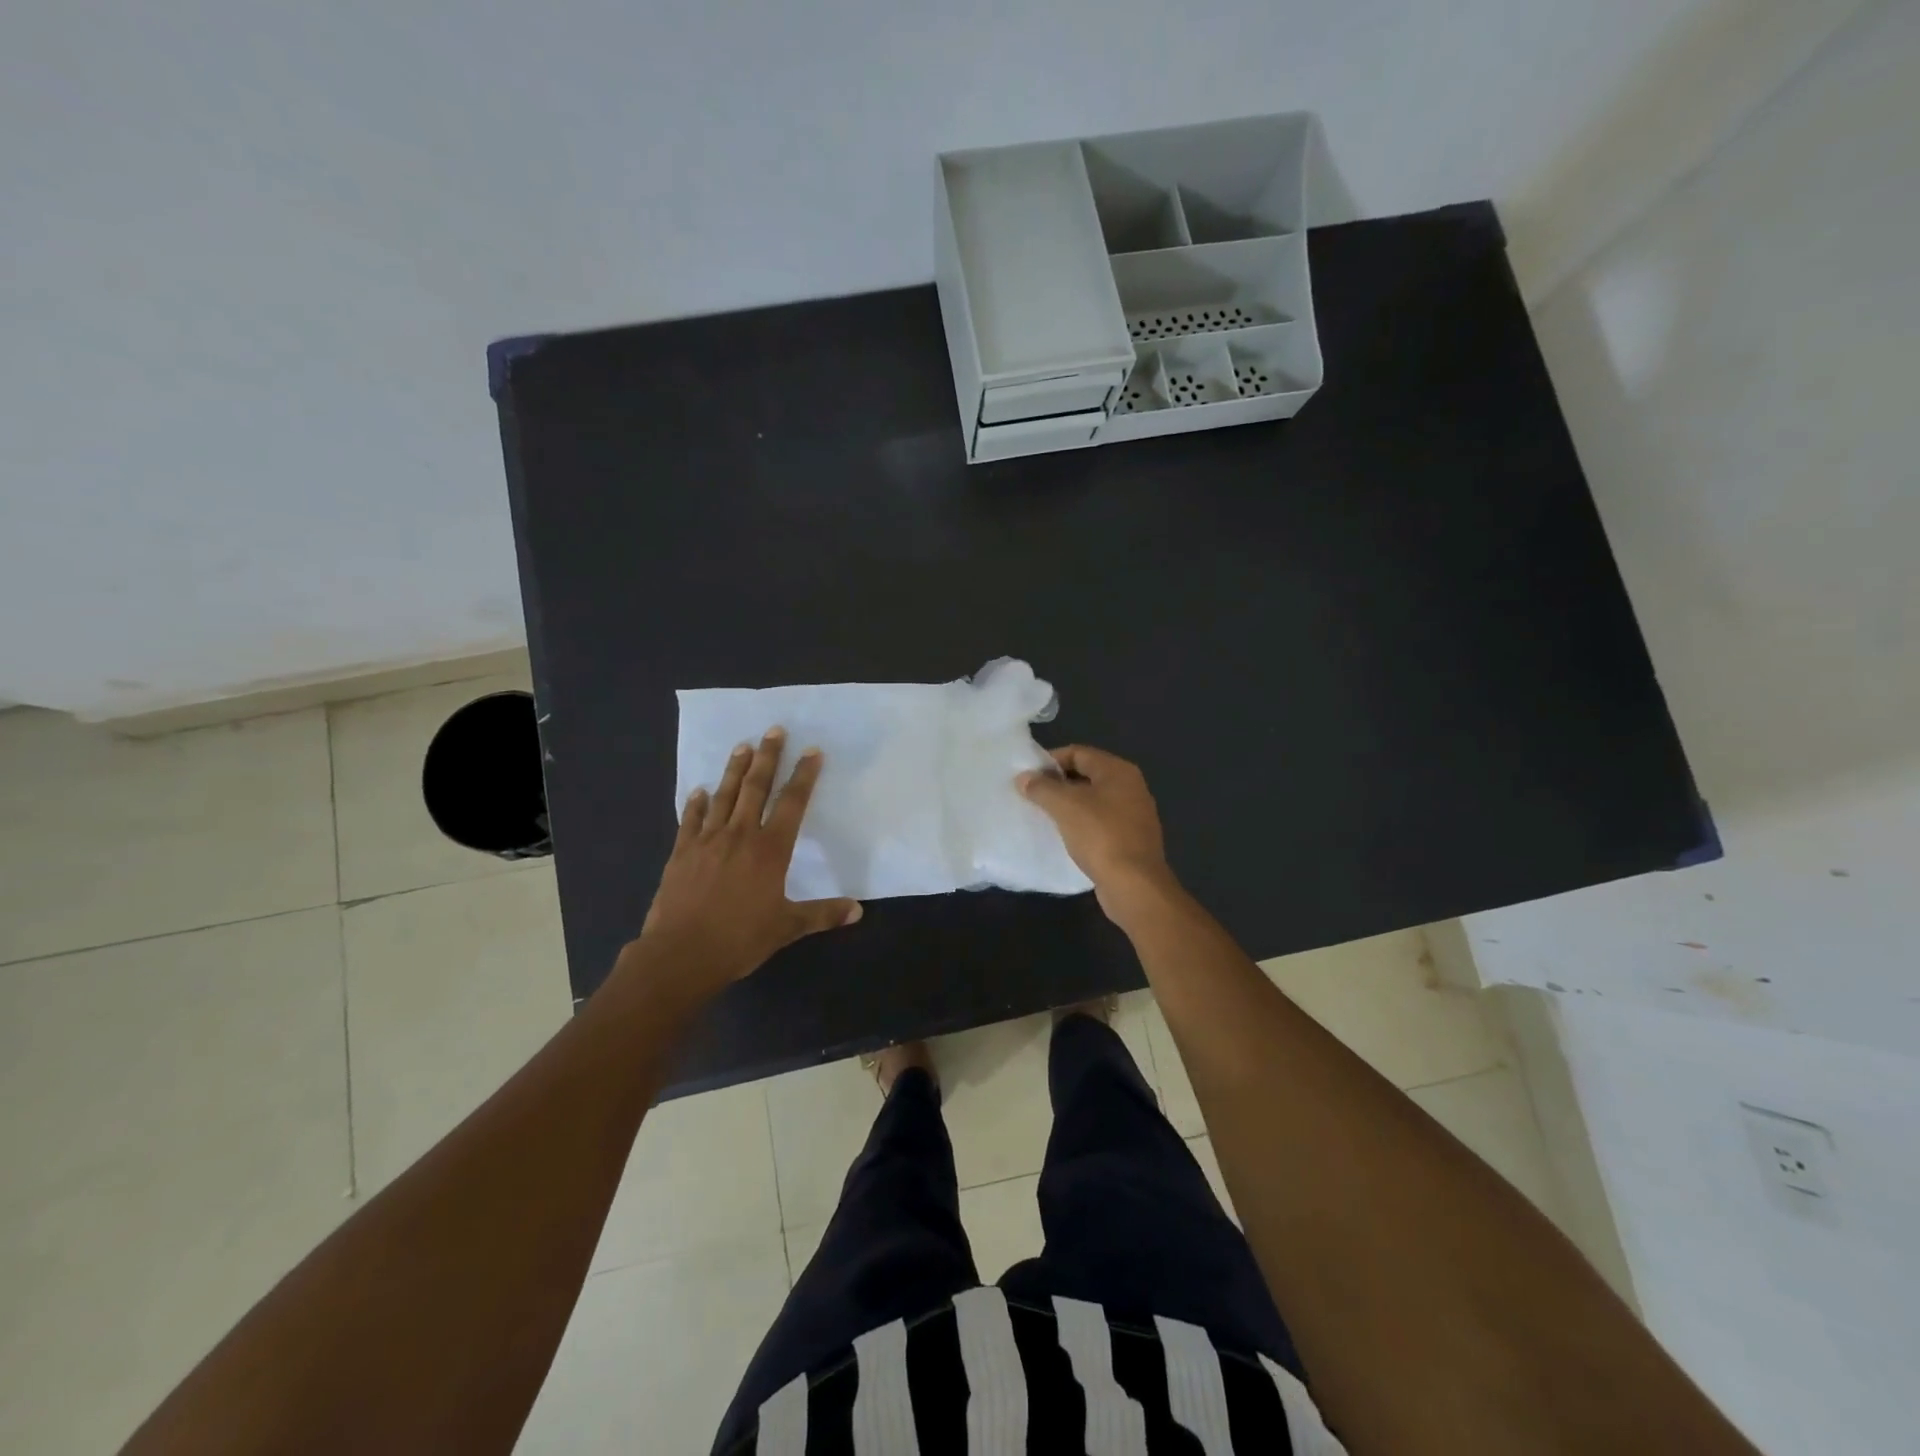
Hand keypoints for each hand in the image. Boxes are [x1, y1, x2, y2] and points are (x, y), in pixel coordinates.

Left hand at [630, 727, 860, 997]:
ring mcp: (707, 840)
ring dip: (735, 769)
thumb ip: (822, 915)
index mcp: (770, 850)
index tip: (812, 751)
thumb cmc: (740, 939)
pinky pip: (690, 820)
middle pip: (756, 787)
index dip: (804, 775)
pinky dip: (696, 803)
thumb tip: (857, 911)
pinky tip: (699, 791)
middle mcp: (740, 835)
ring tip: (742, 745)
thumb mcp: (787, 928)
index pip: (792, 803)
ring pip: (724, 796)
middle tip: (774, 730)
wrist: (681, 954)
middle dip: (767, 757)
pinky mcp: (682, 852)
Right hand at [1017, 745, 1176, 922]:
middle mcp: (1131, 787)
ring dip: (1068, 806)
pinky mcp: (1131, 840)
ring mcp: (1134, 815)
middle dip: (1058, 783)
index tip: (1027, 776)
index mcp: (1118, 771)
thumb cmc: (1100, 836)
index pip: (1078, 752)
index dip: (1050, 760)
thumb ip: (1042, 787)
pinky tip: (1064, 837)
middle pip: (1086, 775)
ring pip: (1093, 801)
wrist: (1134, 885)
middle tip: (1032, 796)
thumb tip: (1024, 778)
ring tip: (1043, 816)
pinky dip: (1081, 825)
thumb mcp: (1065, 806)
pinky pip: (1100, 823)